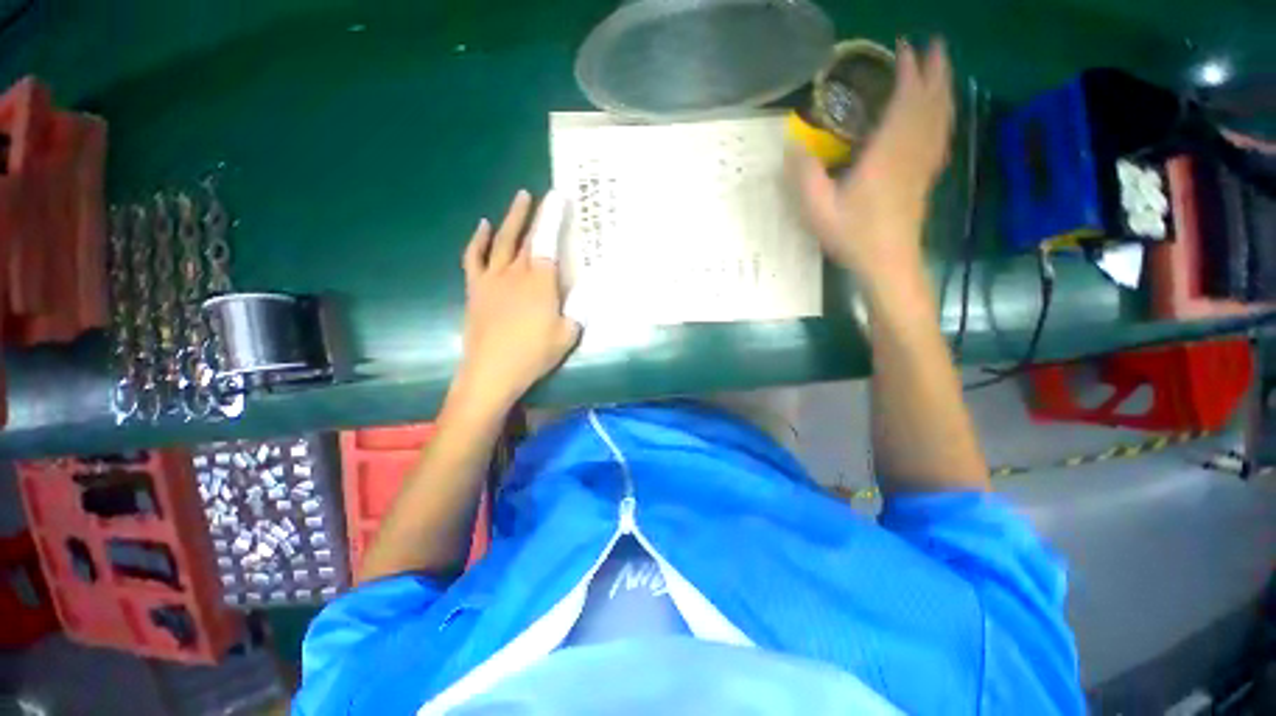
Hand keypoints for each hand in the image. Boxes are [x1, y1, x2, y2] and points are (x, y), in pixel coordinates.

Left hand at [453, 190, 579, 412]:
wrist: (492, 371)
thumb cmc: (534, 354)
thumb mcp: (568, 334)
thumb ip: (578, 309)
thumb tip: (587, 289)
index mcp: (540, 281)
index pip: (547, 241)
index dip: (553, 217)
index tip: (559, 196)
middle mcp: (515, 272)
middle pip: (525, 236)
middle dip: (535, 213)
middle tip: (542, 196)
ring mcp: (492, 278)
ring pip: (501, 241)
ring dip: (510, 218)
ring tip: (519, 199)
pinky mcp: (476, 288)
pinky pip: (474, 257)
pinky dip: (478, 240)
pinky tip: (483, 227)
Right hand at [790, 38, 953, 289]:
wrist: (887, 262)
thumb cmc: (853, 236)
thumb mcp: (818, 210)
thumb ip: (805, 176)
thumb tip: (791, 146)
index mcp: (885, 155)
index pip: (904, 103)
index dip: (908, 73)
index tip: (905, 48)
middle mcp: (910, 153)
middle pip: (930, 104)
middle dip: (934, 72)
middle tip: (936, 45)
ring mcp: (923, 165)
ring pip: (940, 119)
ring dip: (944, 90)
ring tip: (945, 69)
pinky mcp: (926, 178)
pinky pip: (940, 140)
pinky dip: (944, 119)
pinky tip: (944, 115)